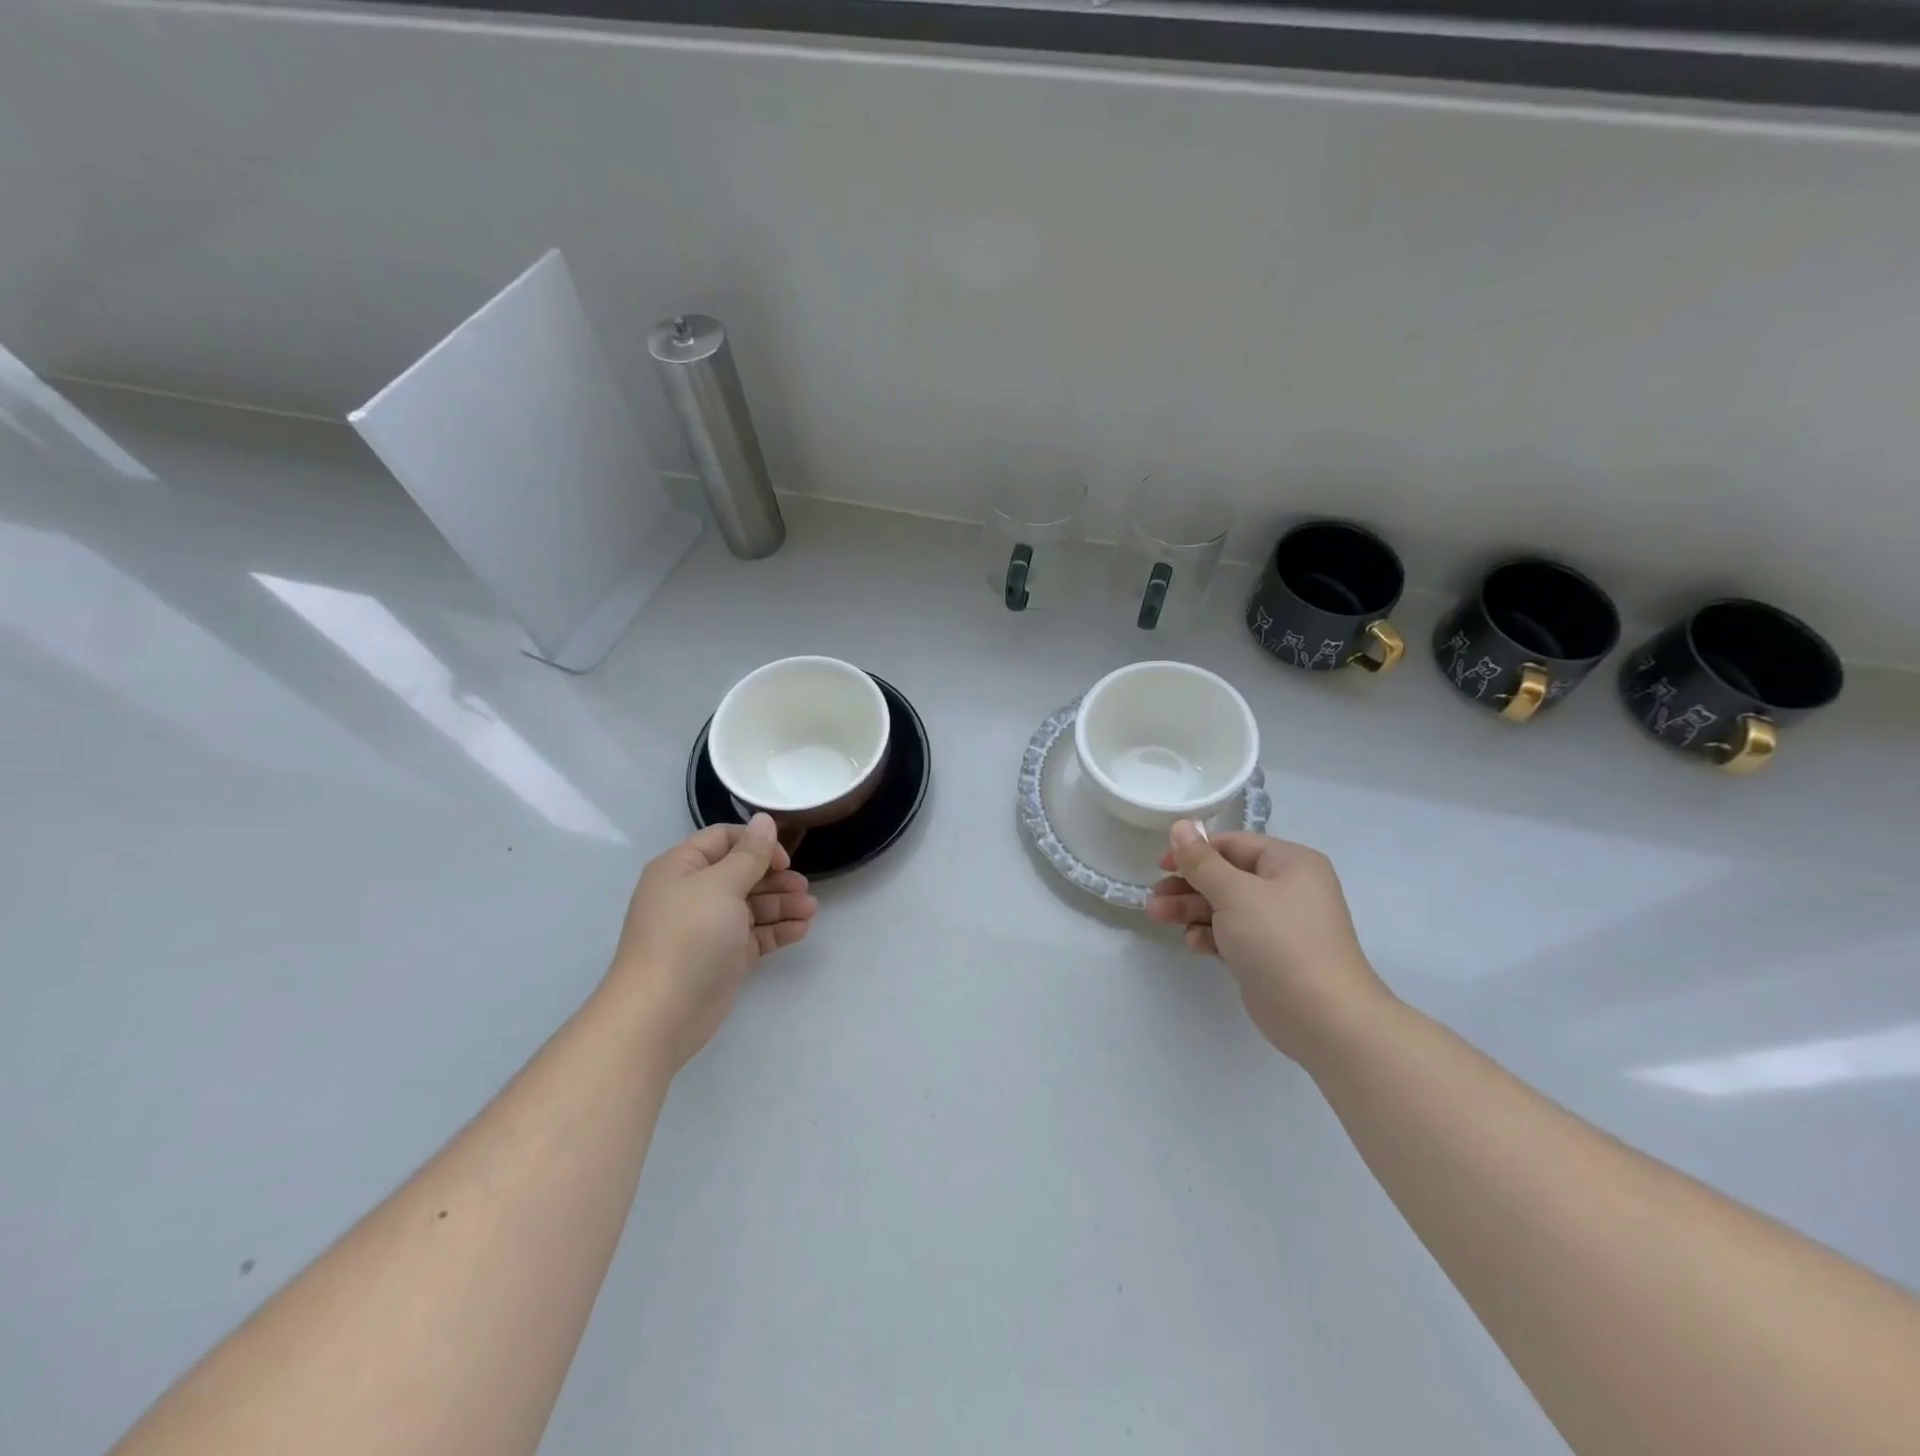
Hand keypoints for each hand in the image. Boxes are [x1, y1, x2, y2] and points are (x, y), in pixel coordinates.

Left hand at [608, 815, 816, 1072]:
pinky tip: (801, 929)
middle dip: (775, 877)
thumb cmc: (688, 936)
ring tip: (810, 910)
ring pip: (753, 905)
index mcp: (682, 868)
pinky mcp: (724, 957)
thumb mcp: (721, 885)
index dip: (756, 844)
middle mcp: (694, 893)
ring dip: (782, 904)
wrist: (661, 1012)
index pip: (723, 840)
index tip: (783, 859)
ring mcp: (709, 927)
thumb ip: (749, 854)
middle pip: (742, 873)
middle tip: (803, 887)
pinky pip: (756, 934)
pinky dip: (778, 930)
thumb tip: (764, 820)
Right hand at [1146, 822, 1390, 1062]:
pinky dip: (1210, 936)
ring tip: (1157, 917)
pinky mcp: (1268, 956)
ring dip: (1191, 910)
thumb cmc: (1279, 941)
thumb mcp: (1234, 893)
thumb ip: (1201, 861)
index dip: (1195, 852)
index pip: (1233, 845)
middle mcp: (1287, 888)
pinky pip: (1232, 935)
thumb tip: (1180, 825)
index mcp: (1290, 863)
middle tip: (1154, 898)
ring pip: (1224, 907)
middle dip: (1187, 886)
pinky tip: (1194, 945)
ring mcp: (1278, 924)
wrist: (1322, 1017)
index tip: (1161, 865)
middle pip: (1225, 876)